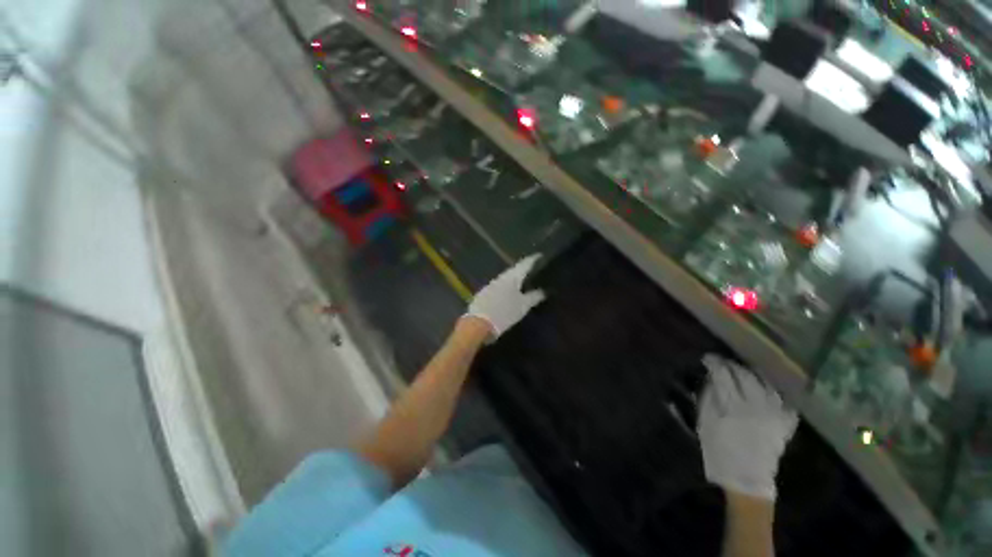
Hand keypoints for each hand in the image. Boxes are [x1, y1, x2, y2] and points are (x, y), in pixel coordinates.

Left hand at [464, 254, 545, 340]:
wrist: (478, 324)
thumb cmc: (504, 313)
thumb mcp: (523, 306)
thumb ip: (535, 296)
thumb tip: (545, 290)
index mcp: (511, 276)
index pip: (525, 263)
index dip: (534, 259)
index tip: (541, 255)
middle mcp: (501, 277)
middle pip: (515, 270)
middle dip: (525, 269)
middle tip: (536, 270)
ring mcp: (491, 285)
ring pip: (507, 278)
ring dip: (516, 278)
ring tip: (526, 281)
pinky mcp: (485, 293)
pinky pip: (500, 286)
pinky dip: (508, 286)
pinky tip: (511, 291)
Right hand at [697, 355, 797, 500]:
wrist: (745, 479)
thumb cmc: (719, 450)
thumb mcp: (705, 423)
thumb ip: (707, 398)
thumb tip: (708, 379)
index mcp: (733, 407)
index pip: (723, 376)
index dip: (715, 364)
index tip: (707, 359)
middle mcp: (756, 406)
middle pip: (745, 376)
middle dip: (732, 366)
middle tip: (723, 363)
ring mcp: (774, 414)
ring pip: (765, 384)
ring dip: (753, 374)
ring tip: (743, 371)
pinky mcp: (784, 423)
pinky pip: (783, 400)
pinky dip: (774, 391)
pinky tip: (766, 388)